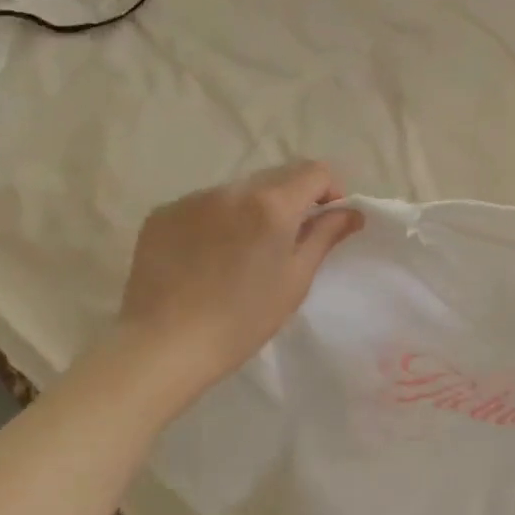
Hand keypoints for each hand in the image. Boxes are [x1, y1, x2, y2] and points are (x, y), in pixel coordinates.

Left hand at [115, 161, 363, 389]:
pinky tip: (210, 258)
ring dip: (252, 210)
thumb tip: (350, 212)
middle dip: (292, 200)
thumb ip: (324, 236)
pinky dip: (217, 222)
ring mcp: (192, 199)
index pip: (314, 171)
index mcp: (271, 205)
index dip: (329, 191)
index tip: (327, 220)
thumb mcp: (296, 280)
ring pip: (238, 191)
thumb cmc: (244, 319)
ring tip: (244, 253)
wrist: (166, 343)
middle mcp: (231, 190)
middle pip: (276, 176)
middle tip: (289, 241)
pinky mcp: (163, 214)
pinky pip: (204, 206)